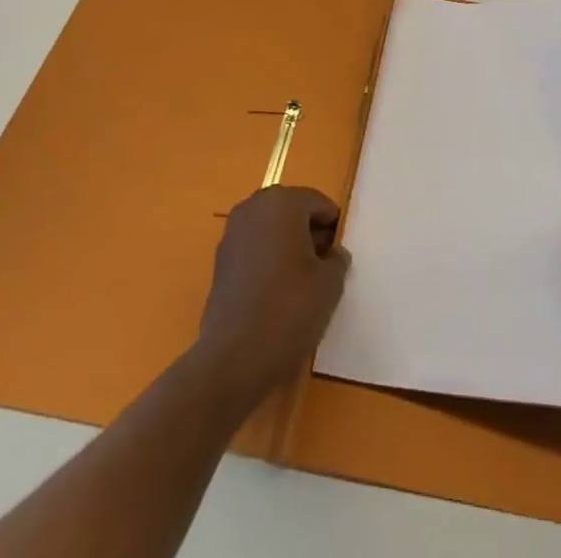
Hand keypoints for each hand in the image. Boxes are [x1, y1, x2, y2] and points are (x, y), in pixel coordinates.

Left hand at [197, 186, 351, 407]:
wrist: (234, 358)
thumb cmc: (289, 309)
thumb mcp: (330, 283)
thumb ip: (337, 259)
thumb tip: (332, 254)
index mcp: (283, 202)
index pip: (319, 203)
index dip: (334, 229)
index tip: (340, 256)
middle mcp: (254, 207)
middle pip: (292, 212)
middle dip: (310, 234)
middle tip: (324, 267)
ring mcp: (232, 233)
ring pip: (272, 230)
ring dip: (288, 247)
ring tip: (302, 284)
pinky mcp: (220, 261)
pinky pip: (254, 249)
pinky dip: (268, 261)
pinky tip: (277, 294)